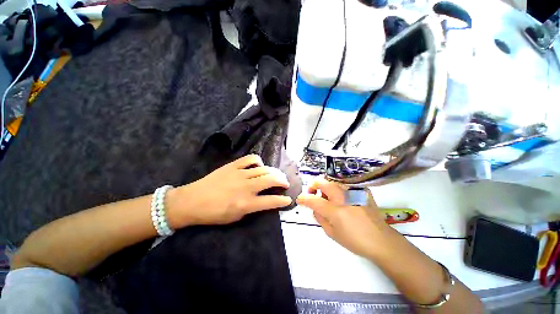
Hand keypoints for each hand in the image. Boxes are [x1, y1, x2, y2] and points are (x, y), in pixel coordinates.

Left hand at [167, 154, 291, 227]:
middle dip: (282, 180)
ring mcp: (240, 174)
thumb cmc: (213, 214)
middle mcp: (246, 187)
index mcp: (246, 203)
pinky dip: (258, 161)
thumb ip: (252, 208)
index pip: (271, 201)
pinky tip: (259, 166)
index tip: (288, 199)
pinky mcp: (233, 166)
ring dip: (274, 172)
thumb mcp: (235, 218)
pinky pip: (251, 159)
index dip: (283, 201)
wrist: (192, 201)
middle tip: (285, 183)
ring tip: (276, 174)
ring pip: (264, 169)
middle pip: (271, 179)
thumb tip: (264, 201)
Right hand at [296, 178, 390, 259]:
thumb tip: (315, 208)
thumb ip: (320, 218)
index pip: (313, 200)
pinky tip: (342, 199)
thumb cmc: (355, 241)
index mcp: (335, 210)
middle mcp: (343, 197)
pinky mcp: (361, 191)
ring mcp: (353, 192)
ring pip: (333, 181)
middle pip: (322, 182)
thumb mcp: (332, 233)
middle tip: (313, 193)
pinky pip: (345, 185)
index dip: (303, 198)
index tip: (299, 199)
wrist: (381, 240)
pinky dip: (338, 190)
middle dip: (313, 185)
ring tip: (328, 198)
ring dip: (325, 187)